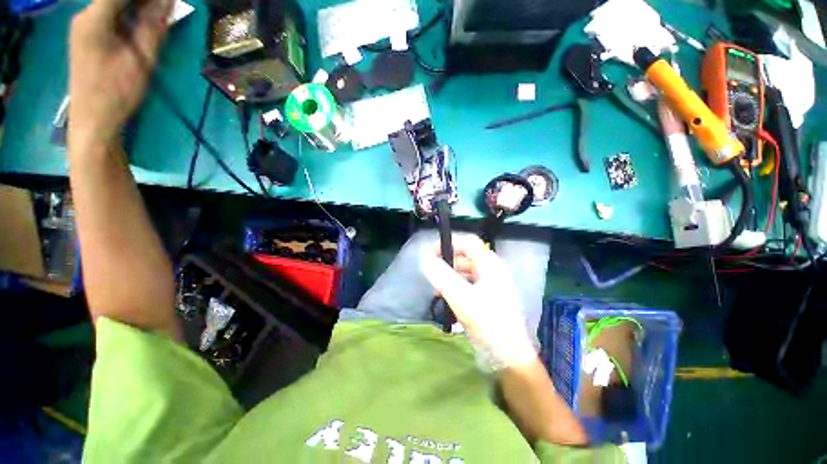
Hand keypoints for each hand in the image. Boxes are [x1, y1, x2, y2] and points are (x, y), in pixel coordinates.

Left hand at [68, 0, 170, 151]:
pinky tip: (144, 24)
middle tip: (167, 9)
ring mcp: (85, 25)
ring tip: (159, 16)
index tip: (169, 1)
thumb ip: (153, 27)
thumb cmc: (117, 92)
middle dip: (144, 2)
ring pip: (115, 5)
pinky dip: (130, 16)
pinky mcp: (89, 36)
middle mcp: (86, 15)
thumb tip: (168, 1)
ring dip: (138, 8)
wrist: (93, 120)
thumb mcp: (141, 59)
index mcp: (94, 18)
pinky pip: (112, 16)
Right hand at [420, 234, 536, 370]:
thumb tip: (424, 259)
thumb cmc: (489, 323)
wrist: (509, 357)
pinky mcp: (485, 299)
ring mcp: (489, 285)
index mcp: (490, 265)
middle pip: (465, 257)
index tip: (430, 252)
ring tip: (436, 291)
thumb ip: (442, 276)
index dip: (449, 243)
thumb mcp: (462, 298)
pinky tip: (445, 300)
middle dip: (446, 263)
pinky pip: (466, 286)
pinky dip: (454, 289)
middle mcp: (491, 271)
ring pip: (464, 272)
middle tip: (431, 275)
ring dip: (448, 278)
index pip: (468, 243)